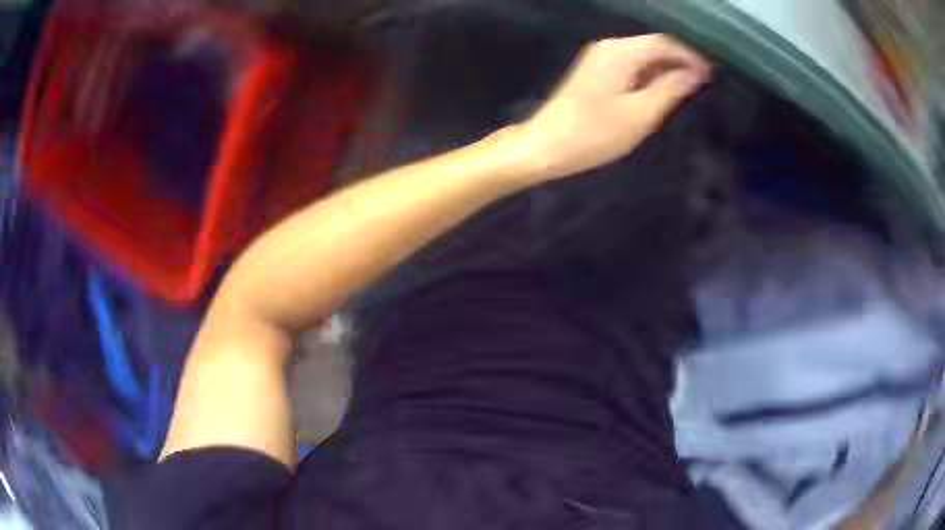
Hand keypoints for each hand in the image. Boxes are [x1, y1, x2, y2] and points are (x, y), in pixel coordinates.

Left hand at [514, 34, 710, 181]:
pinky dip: (650, 75)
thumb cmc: (595, 133)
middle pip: (654, 46)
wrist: (546, 145)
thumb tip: (695, 73)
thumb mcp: (641, 114)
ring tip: (687, 91)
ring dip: (666, 70)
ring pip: (643, 56)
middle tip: (703, 85)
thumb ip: (670, 89)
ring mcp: (600, 57)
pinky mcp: (596, 71)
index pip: (665, 42)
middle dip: (680, 62)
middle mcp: (609, 47)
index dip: (691, 56)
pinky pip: (631, 65)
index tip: (711, 74)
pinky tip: (660, 92)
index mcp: (621, 52)